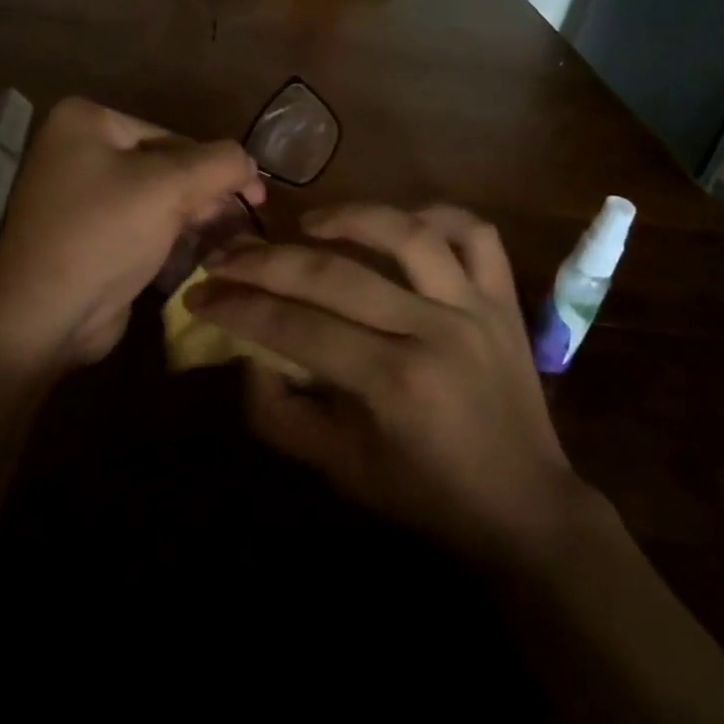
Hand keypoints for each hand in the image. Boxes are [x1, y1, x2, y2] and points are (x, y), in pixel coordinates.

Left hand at [0, 97, 263, 373]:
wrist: (45, 314)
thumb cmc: (104, 234)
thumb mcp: (170, 187)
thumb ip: (220, 163)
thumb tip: (250, 162)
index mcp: (85, 121)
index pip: (172, 135)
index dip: (217, 165)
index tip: (255, 197)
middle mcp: (77, 149)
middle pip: (164, 164)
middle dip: (205, 192)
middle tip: (245, 220)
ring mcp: (78, 194)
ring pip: (154, 196)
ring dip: (193, 214)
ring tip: (229, 237)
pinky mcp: (86, 233)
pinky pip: (138, 223)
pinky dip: (168, 233)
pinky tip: (199, 250)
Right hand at [187, 204, 597, 565]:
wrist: (525, 508)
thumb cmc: (424, 494)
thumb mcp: (338, 469)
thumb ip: (280, 415)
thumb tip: (247, 357)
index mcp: (392, 383)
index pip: (294, 327)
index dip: (237, 308)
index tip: (198, 295)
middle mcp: (434, 332)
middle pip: (334, 275)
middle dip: (264, 262)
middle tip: (224, 256)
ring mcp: (474, 309)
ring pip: (406, 234)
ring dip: (348, 217)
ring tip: (306, 223)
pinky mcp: (504, 301)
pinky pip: (475, 234)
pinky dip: (437, 215)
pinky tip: (399, 222)